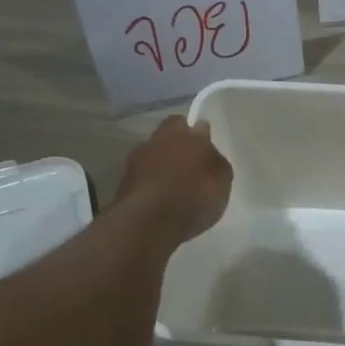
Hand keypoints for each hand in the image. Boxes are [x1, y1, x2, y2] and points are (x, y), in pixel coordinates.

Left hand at [114, 116, 231, 243]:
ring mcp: (135, 161)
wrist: (149, 222)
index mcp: (182, 132)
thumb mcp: (222, 178)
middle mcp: (156, 140)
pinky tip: (159, 203)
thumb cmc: (194, 195)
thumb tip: (208, 151)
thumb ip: (214, 160)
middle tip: (190, 167)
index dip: (198, 134)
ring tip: (174, 189)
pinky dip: (150, 187)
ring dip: (160, 167)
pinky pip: (142, 180)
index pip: (190, 123)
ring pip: (152, 157)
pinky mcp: (122, 184)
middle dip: (177, 147)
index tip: (205, 148)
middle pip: (167, 137)